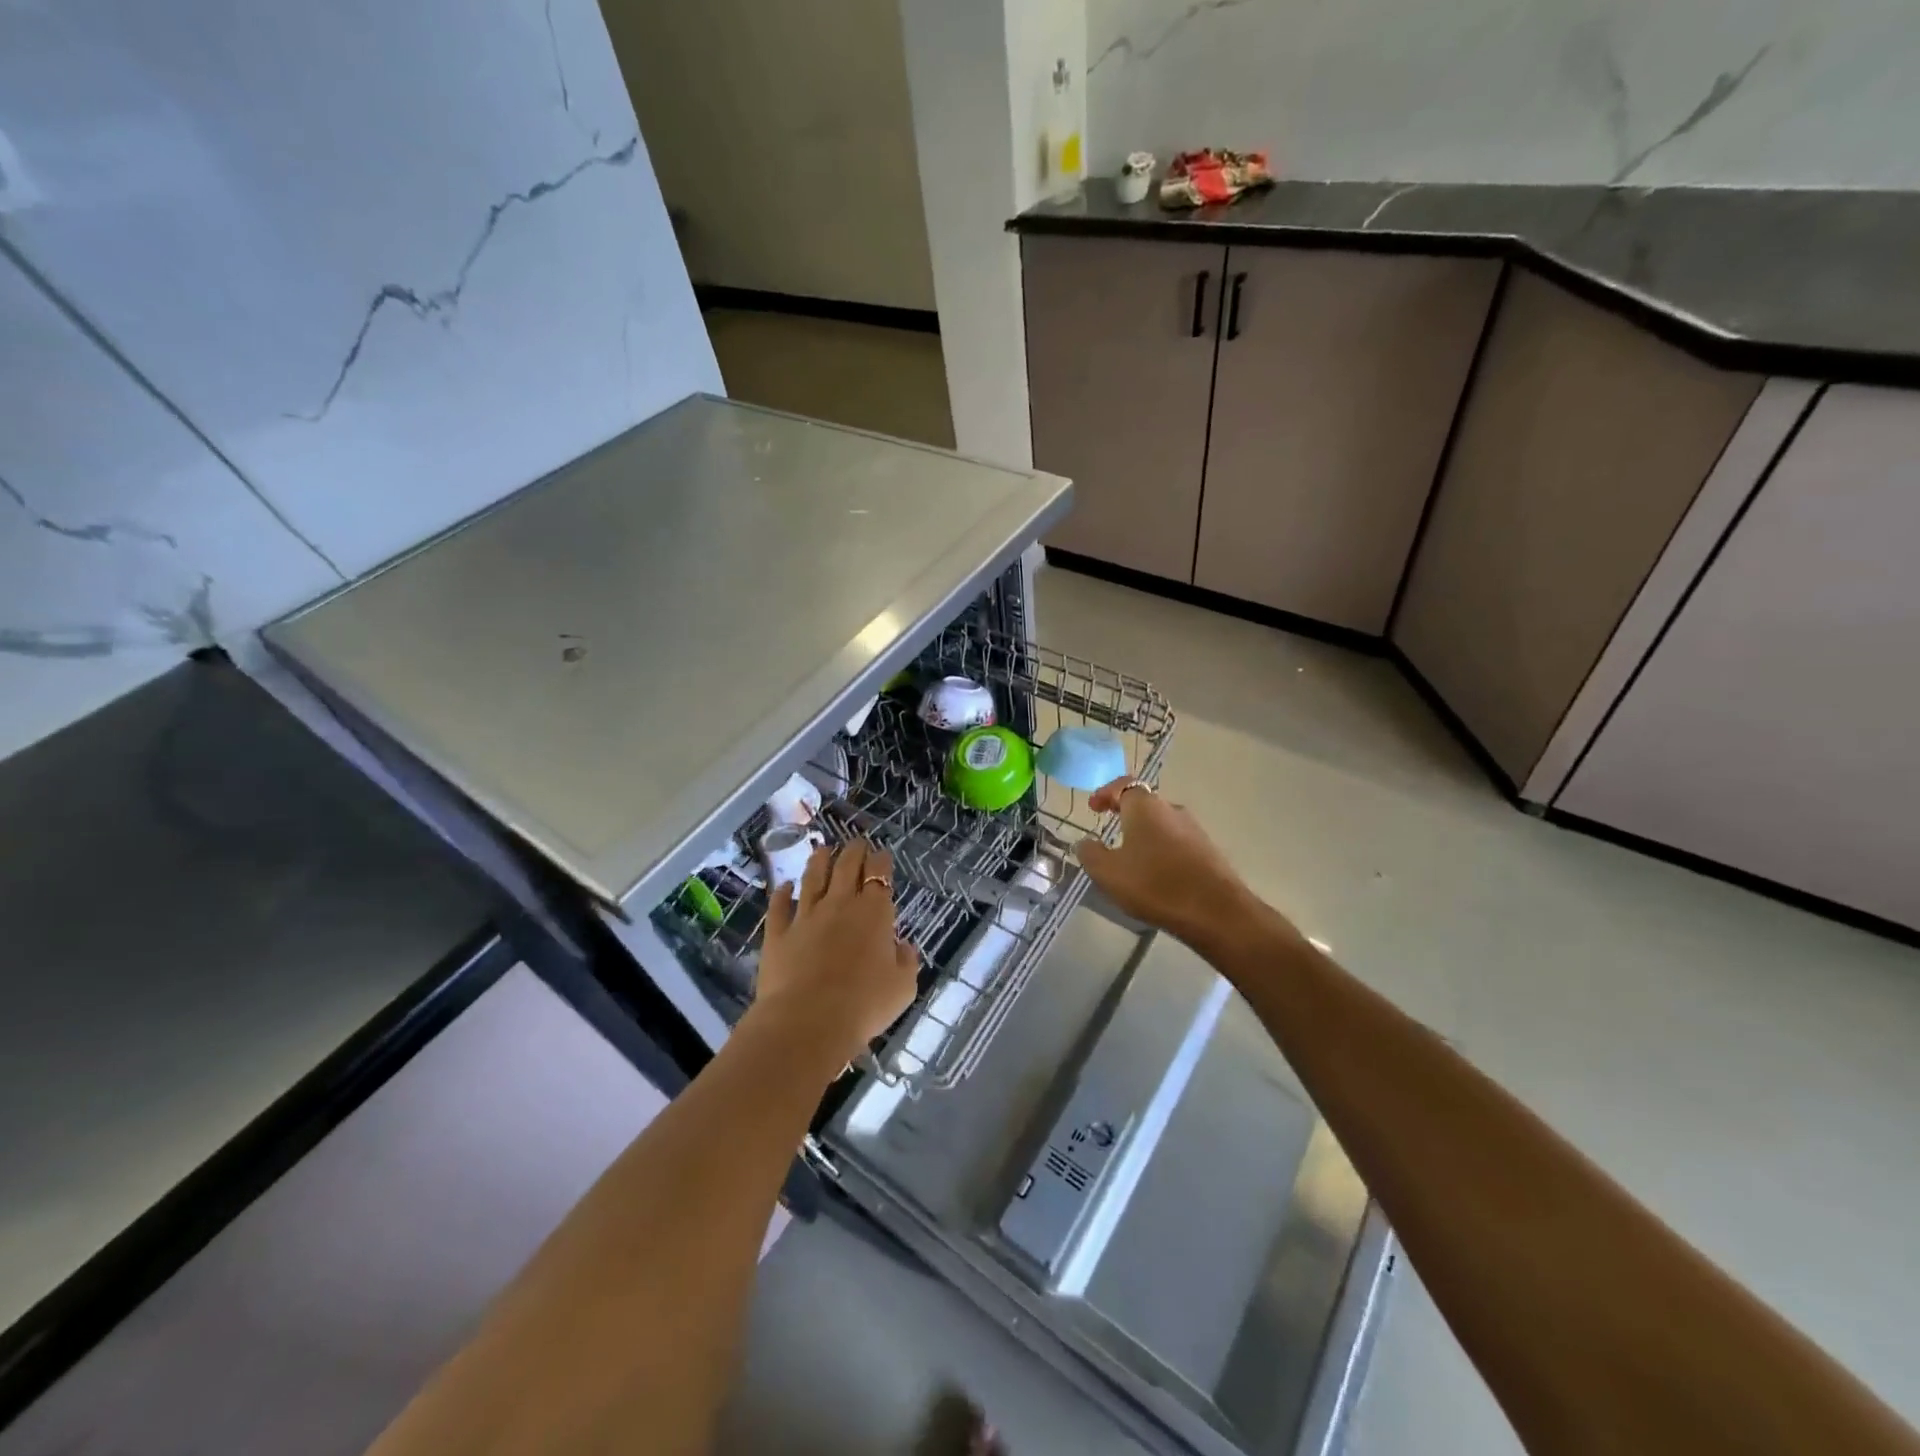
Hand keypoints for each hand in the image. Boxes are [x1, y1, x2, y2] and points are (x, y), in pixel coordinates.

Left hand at [753, 840, 919, 1065]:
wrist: (808, 1021)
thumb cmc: (864, 1004)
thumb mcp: (902, 987)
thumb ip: (906, 962)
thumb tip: (904, 947)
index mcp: (874, 913)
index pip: (879, 874)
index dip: (881, 861)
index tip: (882, 855)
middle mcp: (840, 905)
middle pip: (846, 867)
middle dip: (854, 851)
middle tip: (856, 843)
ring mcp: (806, 916)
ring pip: (812, 878)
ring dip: (819, 861)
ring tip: (822, 849)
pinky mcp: (778, 933)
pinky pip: (779, 906)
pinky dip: (781, 893)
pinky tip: (783, 885)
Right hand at [1075, 778, 1259, 943]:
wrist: (1216, 911)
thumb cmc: (1155, 884)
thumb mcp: (1108, 872)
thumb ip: (1090, 853)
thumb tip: (1085, 842)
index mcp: (1145, 807)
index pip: (1123, 786)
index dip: (1105, 793)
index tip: (1093, 807)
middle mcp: (1171, 810)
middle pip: (1144, 803)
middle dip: (1125, 814)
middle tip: (1109, 829)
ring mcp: (1194, 830)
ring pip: (1162, 824)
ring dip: (1145, 834)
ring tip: (1131, 856)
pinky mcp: (1208, 852)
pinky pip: (1177, 843)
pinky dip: (1162, 850)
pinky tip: (1156, 874)